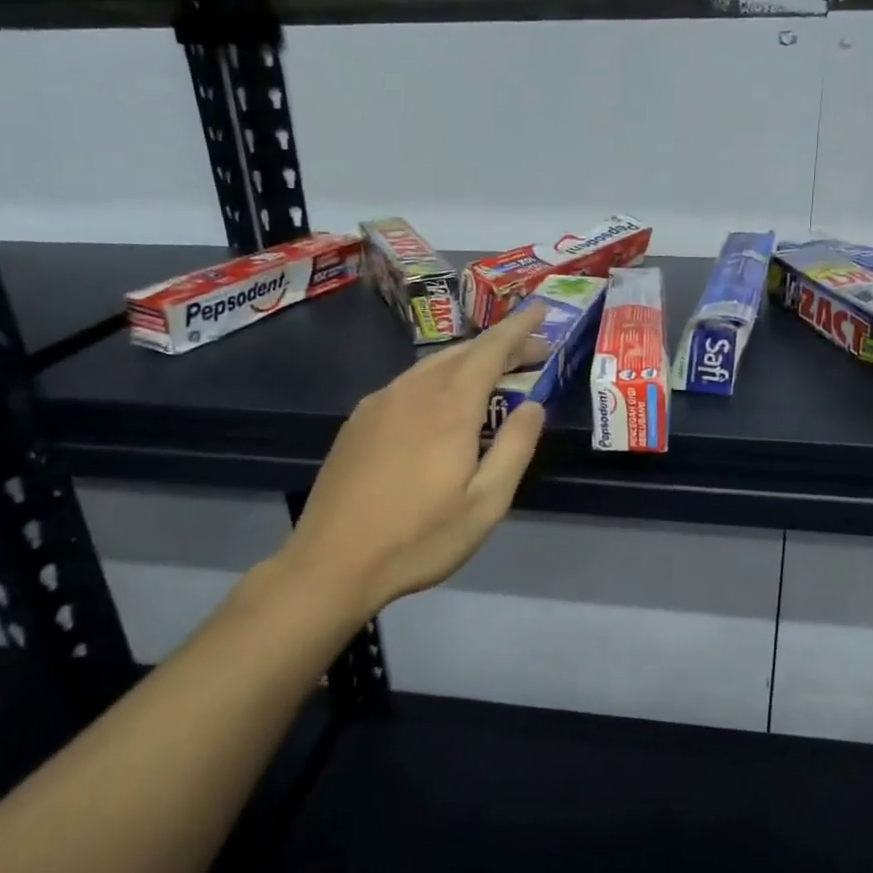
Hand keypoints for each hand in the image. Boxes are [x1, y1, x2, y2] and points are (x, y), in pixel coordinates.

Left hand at [282, 305, 550, 616]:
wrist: (331, 564)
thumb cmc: (419, 538)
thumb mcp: (486, 503)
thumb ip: (516, 447)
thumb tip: (533, 404)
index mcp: (449, 407)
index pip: (491, 350)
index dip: (519, 328)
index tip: (541, 308)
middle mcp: (413, 391)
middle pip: (463, 353)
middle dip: (500, 346)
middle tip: (532, 355)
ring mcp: (379, 403)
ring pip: (432, 366)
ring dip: (468, 362)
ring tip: (493, 377)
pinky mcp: (358, 421)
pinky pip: (408, 384)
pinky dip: (438, 379)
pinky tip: (442, 404)